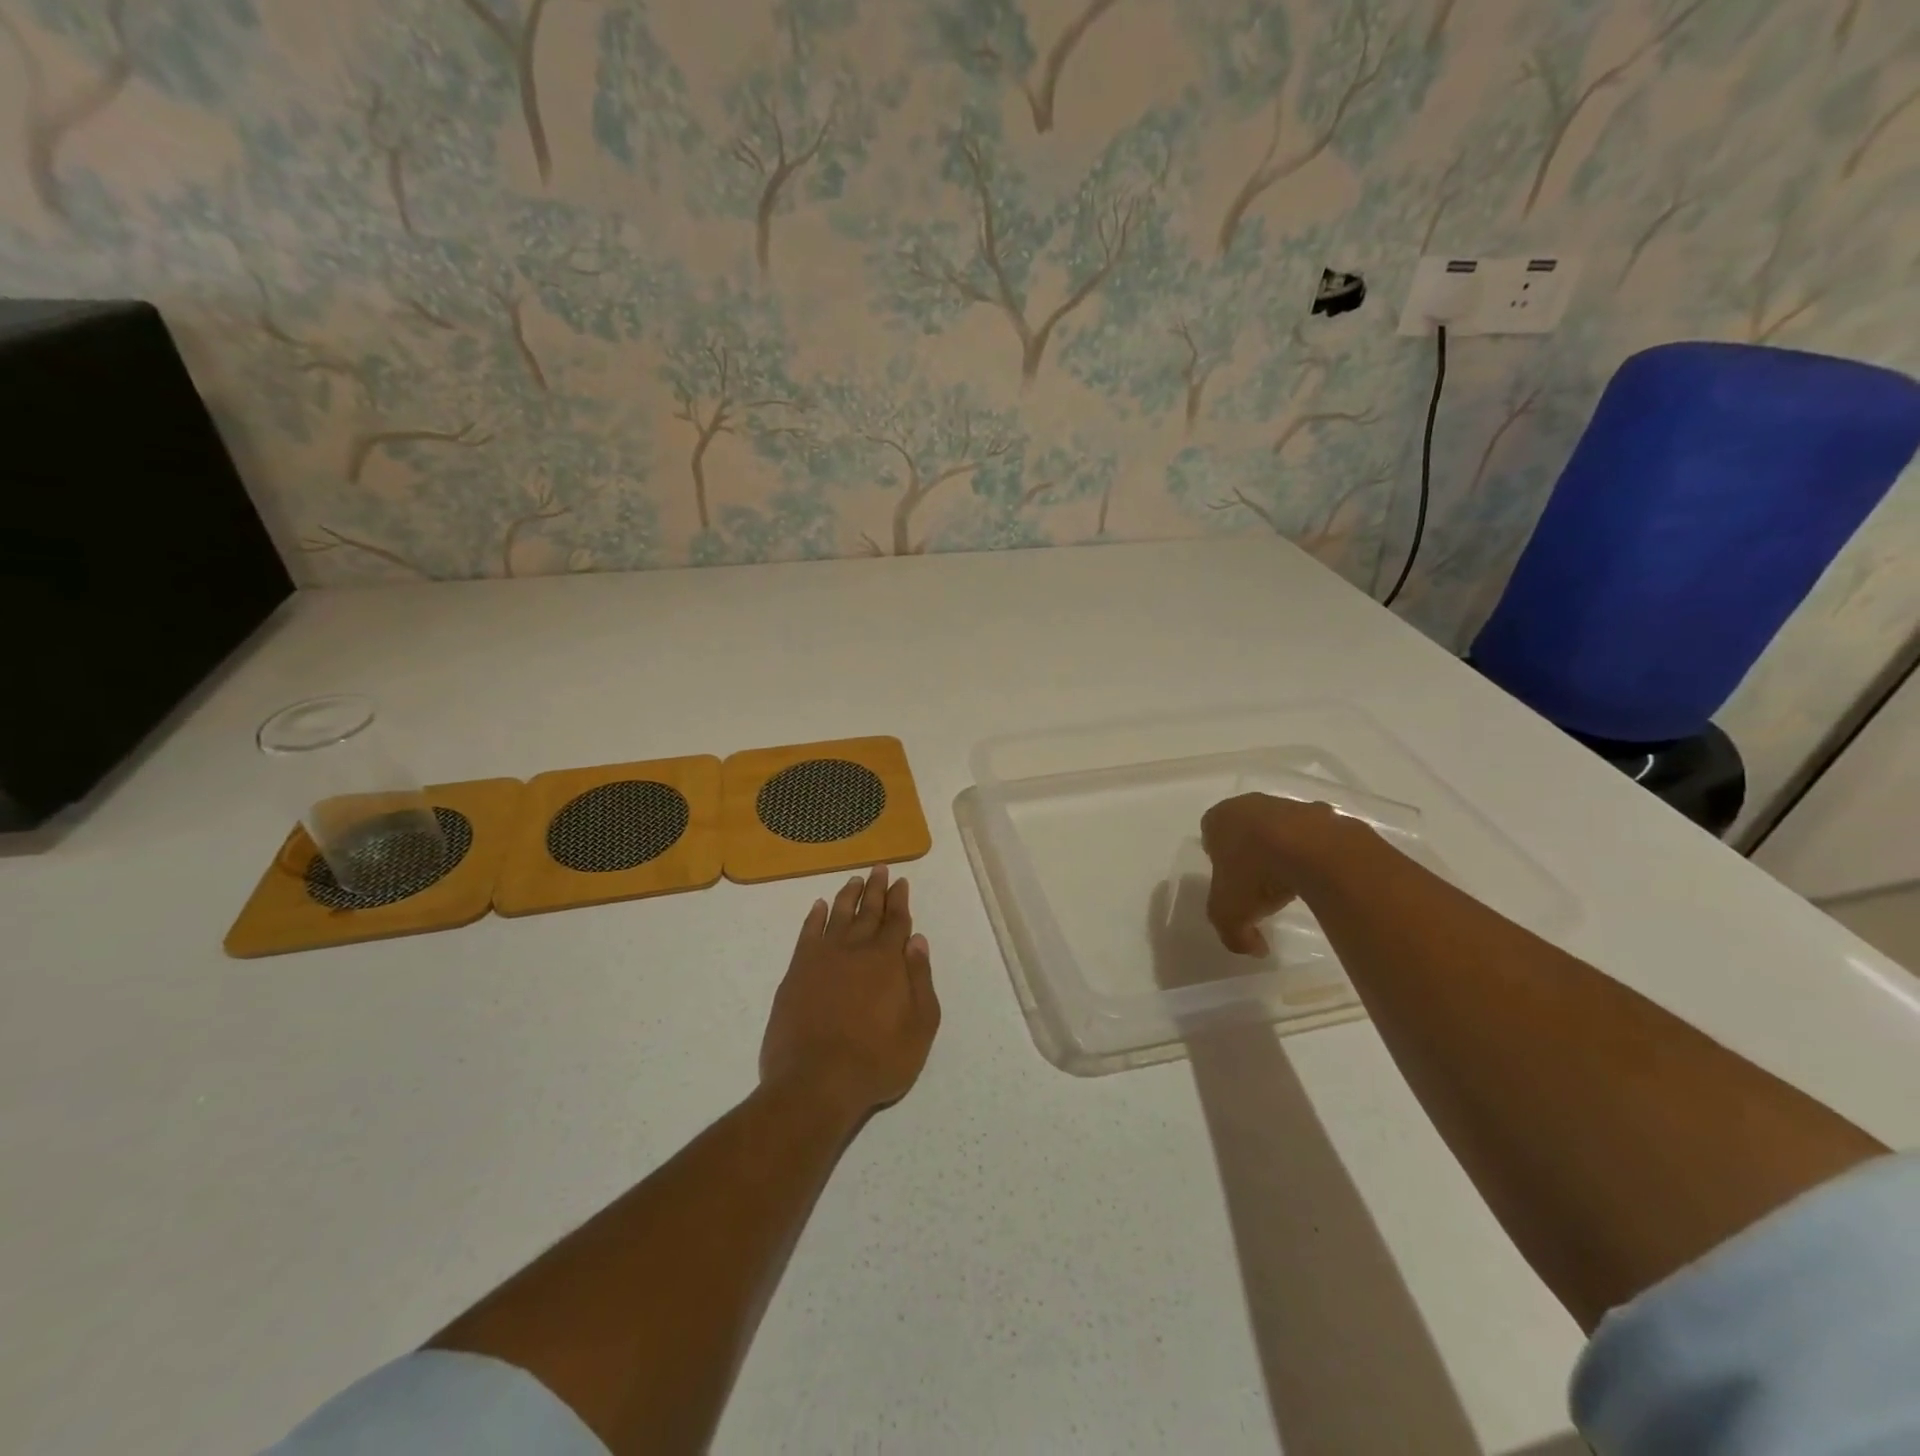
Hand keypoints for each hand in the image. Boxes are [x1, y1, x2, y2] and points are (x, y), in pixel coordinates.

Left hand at [760, 865, 939, 1118]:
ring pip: (837, 915)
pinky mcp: (797, 972)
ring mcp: (822, 958)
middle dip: (876, 889)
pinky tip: (818, 906)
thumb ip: (920, 981)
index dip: (900, 900)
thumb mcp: (919, 1028)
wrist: (815, 1082)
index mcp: (887, 960)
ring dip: (847, 896)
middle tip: (879, 869)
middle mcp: (855, 949)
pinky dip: (814, 917)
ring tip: (854, 880)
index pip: (896, 921)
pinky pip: (807, 934)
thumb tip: (917, 941)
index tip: (901, 881)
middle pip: (868, 911)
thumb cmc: (877, 1061)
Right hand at [1199, 793, 1330, 955]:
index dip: (1219, 861)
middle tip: (1259, 884)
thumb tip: (1255, 948)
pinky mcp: (1322, 814)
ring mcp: (1288, 805)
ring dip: (1283, 851)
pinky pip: (1313, 836)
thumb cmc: (1255, 874)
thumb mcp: (1229, 916)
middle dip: (1251, 853)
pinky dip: (1314, 852)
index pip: (1210, 836)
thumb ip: (1234, 936)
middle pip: (1245, 830)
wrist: (1313, 850)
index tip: (1231, 883)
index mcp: (1219, 819)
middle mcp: (1249, 804)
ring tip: (1293, 882)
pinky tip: (1319, 875)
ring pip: (1280, 830)